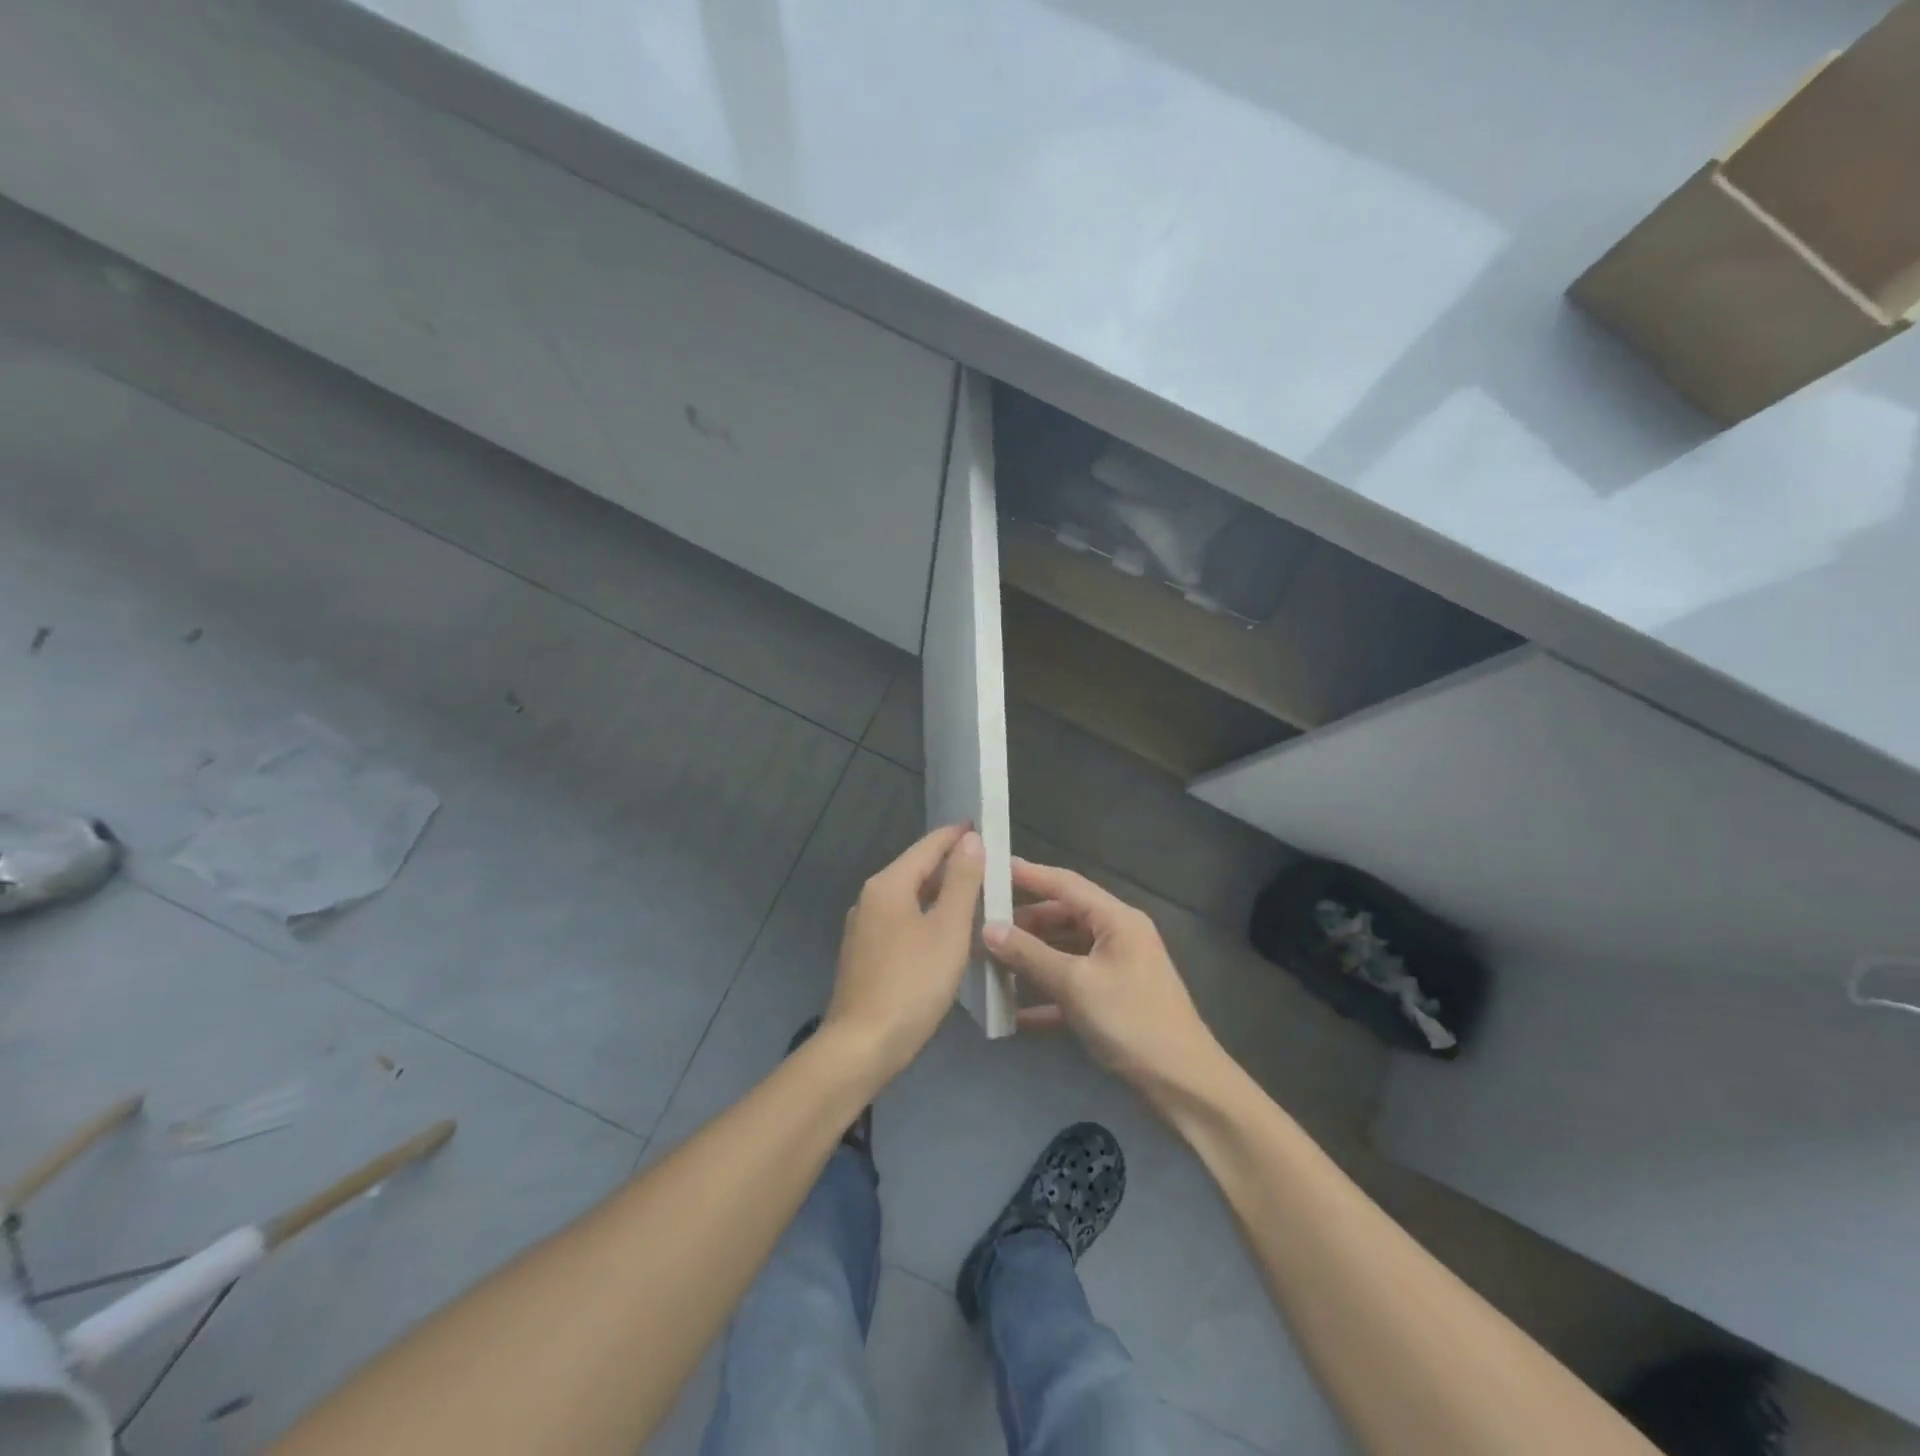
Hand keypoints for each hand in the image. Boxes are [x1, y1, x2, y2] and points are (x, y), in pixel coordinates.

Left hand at [823, 824, 984, 1082]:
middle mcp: (870, 898)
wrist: (862, 1046)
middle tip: (988, 863)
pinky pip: (900, 921)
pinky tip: (944, 932)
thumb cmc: (912, 983)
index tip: (983, 827)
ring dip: (938, 892)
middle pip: (915, 869)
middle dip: (950, 864)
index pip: (928, 846)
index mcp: (888, 885)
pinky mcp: (863, 955)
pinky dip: (925, 916)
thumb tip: (970, 840)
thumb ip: (961, 881)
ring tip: (973, 895)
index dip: (957, 835)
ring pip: (908, 897)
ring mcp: (863, 928)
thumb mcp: (947, 929)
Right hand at [984, 858, 1221, 1091]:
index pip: (1066, 884)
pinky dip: (1045, 996)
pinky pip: (1072, 988)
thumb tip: (988, 929)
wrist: (1185, 1086)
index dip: (1029, 874)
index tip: (992, 867)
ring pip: (1065, 953)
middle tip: (983, 925)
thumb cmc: (1132, 1023)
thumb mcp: (1076, 985)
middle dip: (1025, 923)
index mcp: (1117, 920)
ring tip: (990, 963)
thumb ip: (1030, 955)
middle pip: (1064, 918)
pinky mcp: (1113, 1003)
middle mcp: (1118, 937)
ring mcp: (1117, 971)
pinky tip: (1013, 1014)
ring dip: (1031, 959)